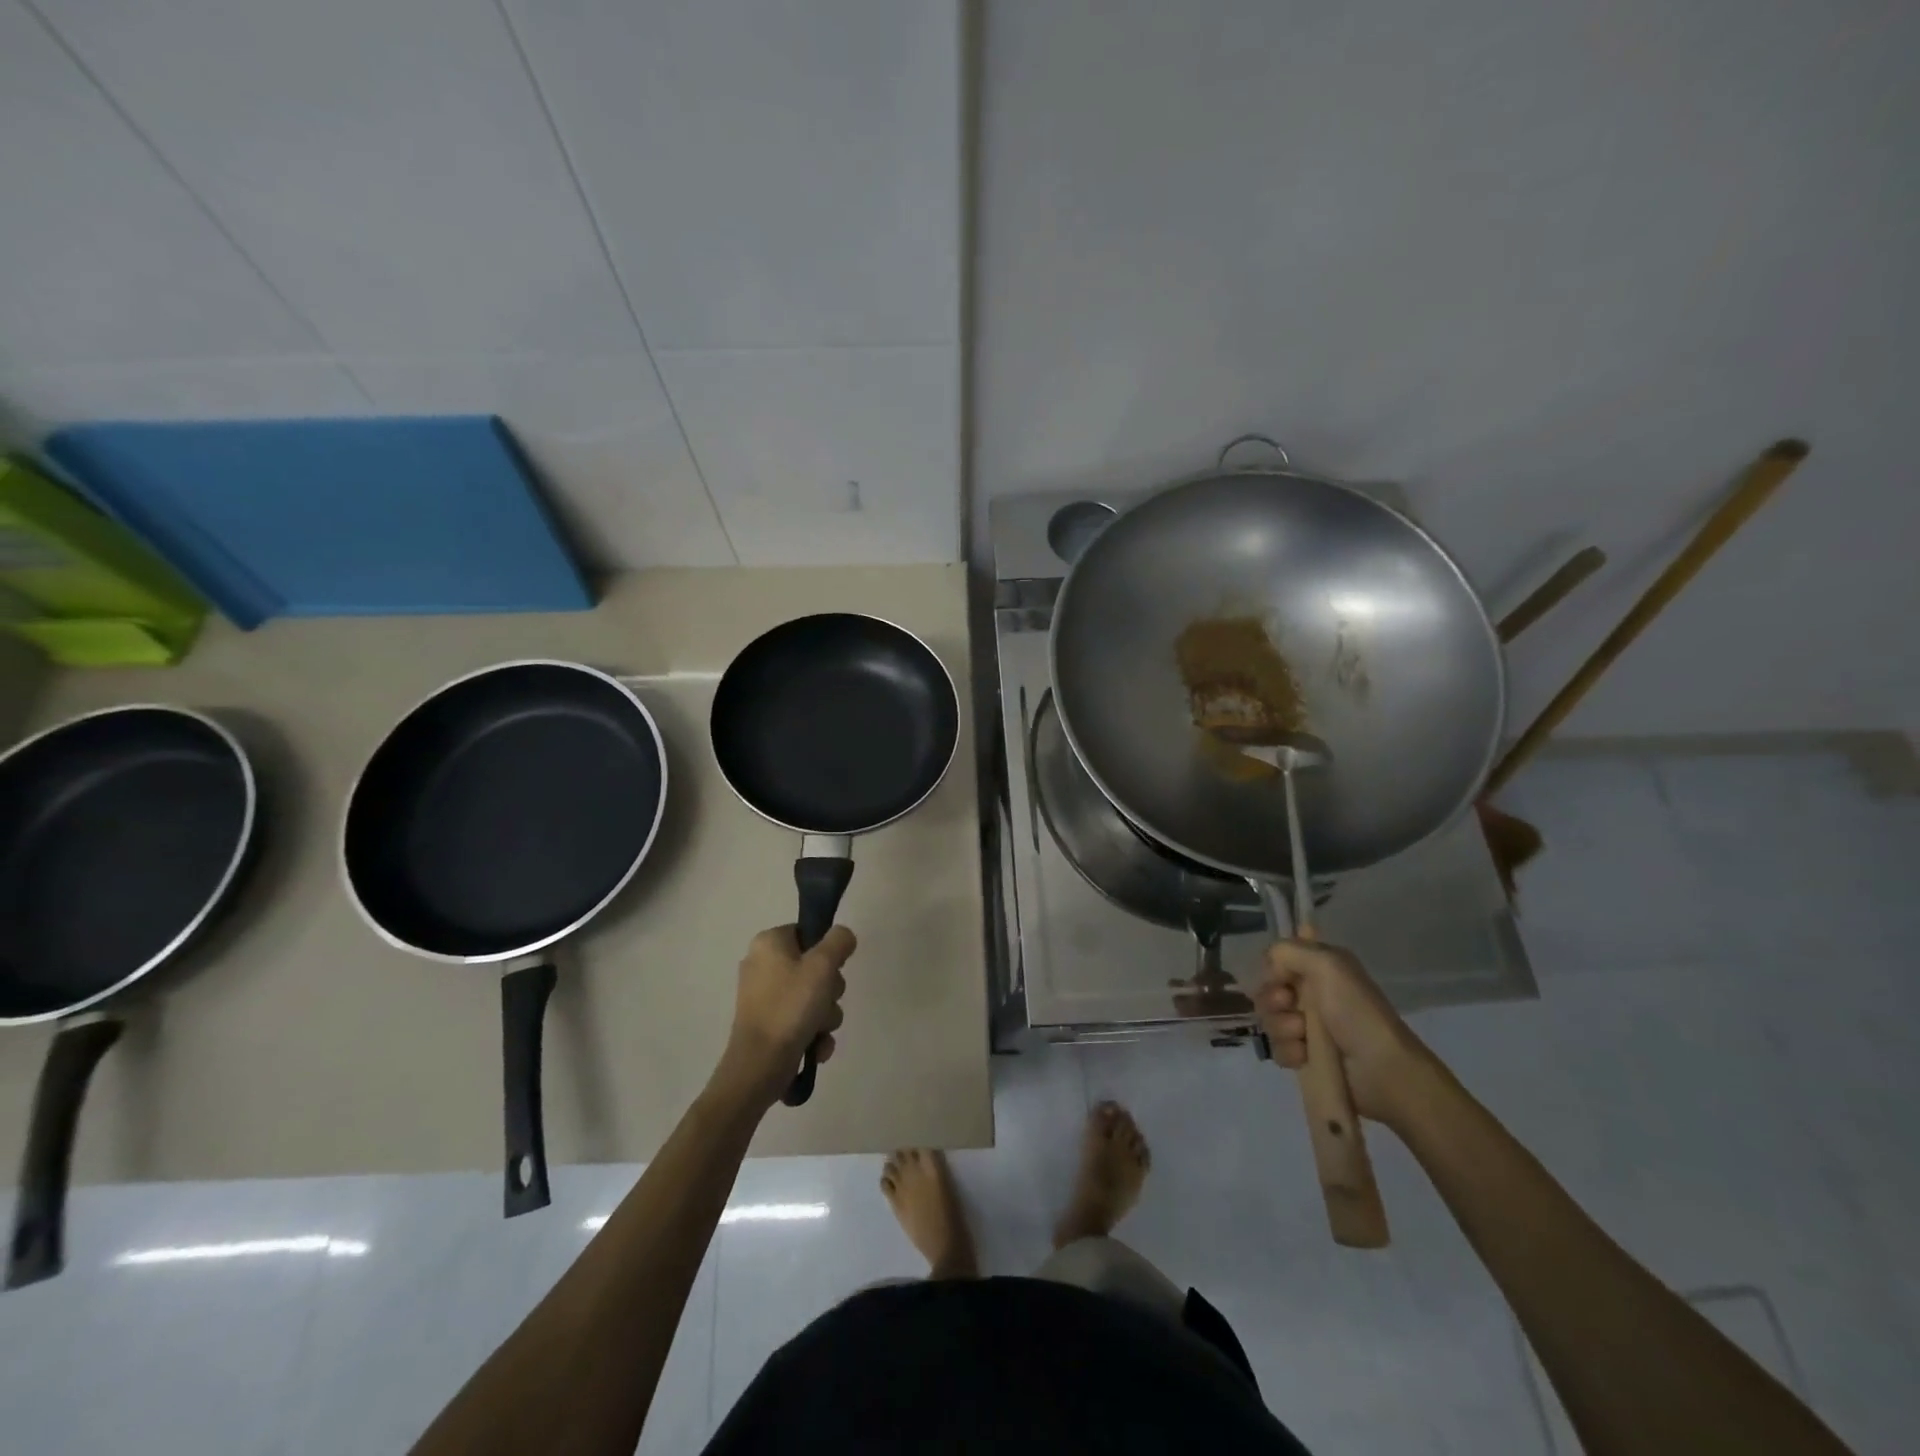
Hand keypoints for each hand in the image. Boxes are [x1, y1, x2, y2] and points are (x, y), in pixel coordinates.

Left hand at [713, 925, 854, 1109]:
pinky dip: (814, 1033)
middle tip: (825, 1001)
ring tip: (819, 1030)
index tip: (832, 969)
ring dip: (826, 1015)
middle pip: (815, 967)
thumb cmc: (790, 1008)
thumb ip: (839, 941)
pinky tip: (816, 1047)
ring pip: (814, 997)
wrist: (759, 1067)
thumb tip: (843, 936)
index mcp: (768, 943)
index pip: (809, 933)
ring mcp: (765, 998)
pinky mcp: (769, 1025)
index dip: (827, 952)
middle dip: (830, 990)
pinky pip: (803, 1020)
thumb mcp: (822, 966)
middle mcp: (763, 965)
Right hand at [1257, 939, 1435, 1129]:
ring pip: (1269, 1020)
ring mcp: (1307, 1027)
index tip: (1279, 975)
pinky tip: (1304, 1056)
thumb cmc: (1356, 1012)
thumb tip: (1270, 966)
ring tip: (1302, 1035)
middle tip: (1289, 1005)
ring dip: (1281, 1026)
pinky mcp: (1305, 1057)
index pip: (1278, 959)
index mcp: (1321, 967)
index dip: (1273, 967)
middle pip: (1268, 990)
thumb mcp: (1328, 964)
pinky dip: (1287, 1051)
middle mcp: (1312, 994)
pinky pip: (1277, 1048)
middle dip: (1272, 999)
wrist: (1382, 1071)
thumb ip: (1289, 950)